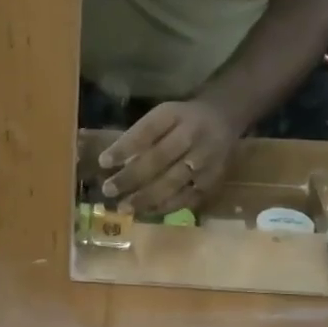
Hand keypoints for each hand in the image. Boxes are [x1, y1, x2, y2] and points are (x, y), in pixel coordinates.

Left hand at [99, 100, 237, 216]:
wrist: (225, 117)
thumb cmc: (182, 119)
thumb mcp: (162, 115)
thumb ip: (140, 135)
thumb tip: (110, 162)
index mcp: (175, 115)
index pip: (147, 131)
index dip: (124, 147)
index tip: (103, 162)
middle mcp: (193, 136)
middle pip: (159, 159)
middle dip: (131, 177)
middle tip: (108, 190)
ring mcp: (206, 159)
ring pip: (173, 182)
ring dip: (146, 198)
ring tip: (124, 207)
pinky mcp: (214, 179)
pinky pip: (187, 197)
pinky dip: (165, 206)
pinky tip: (146, 211)